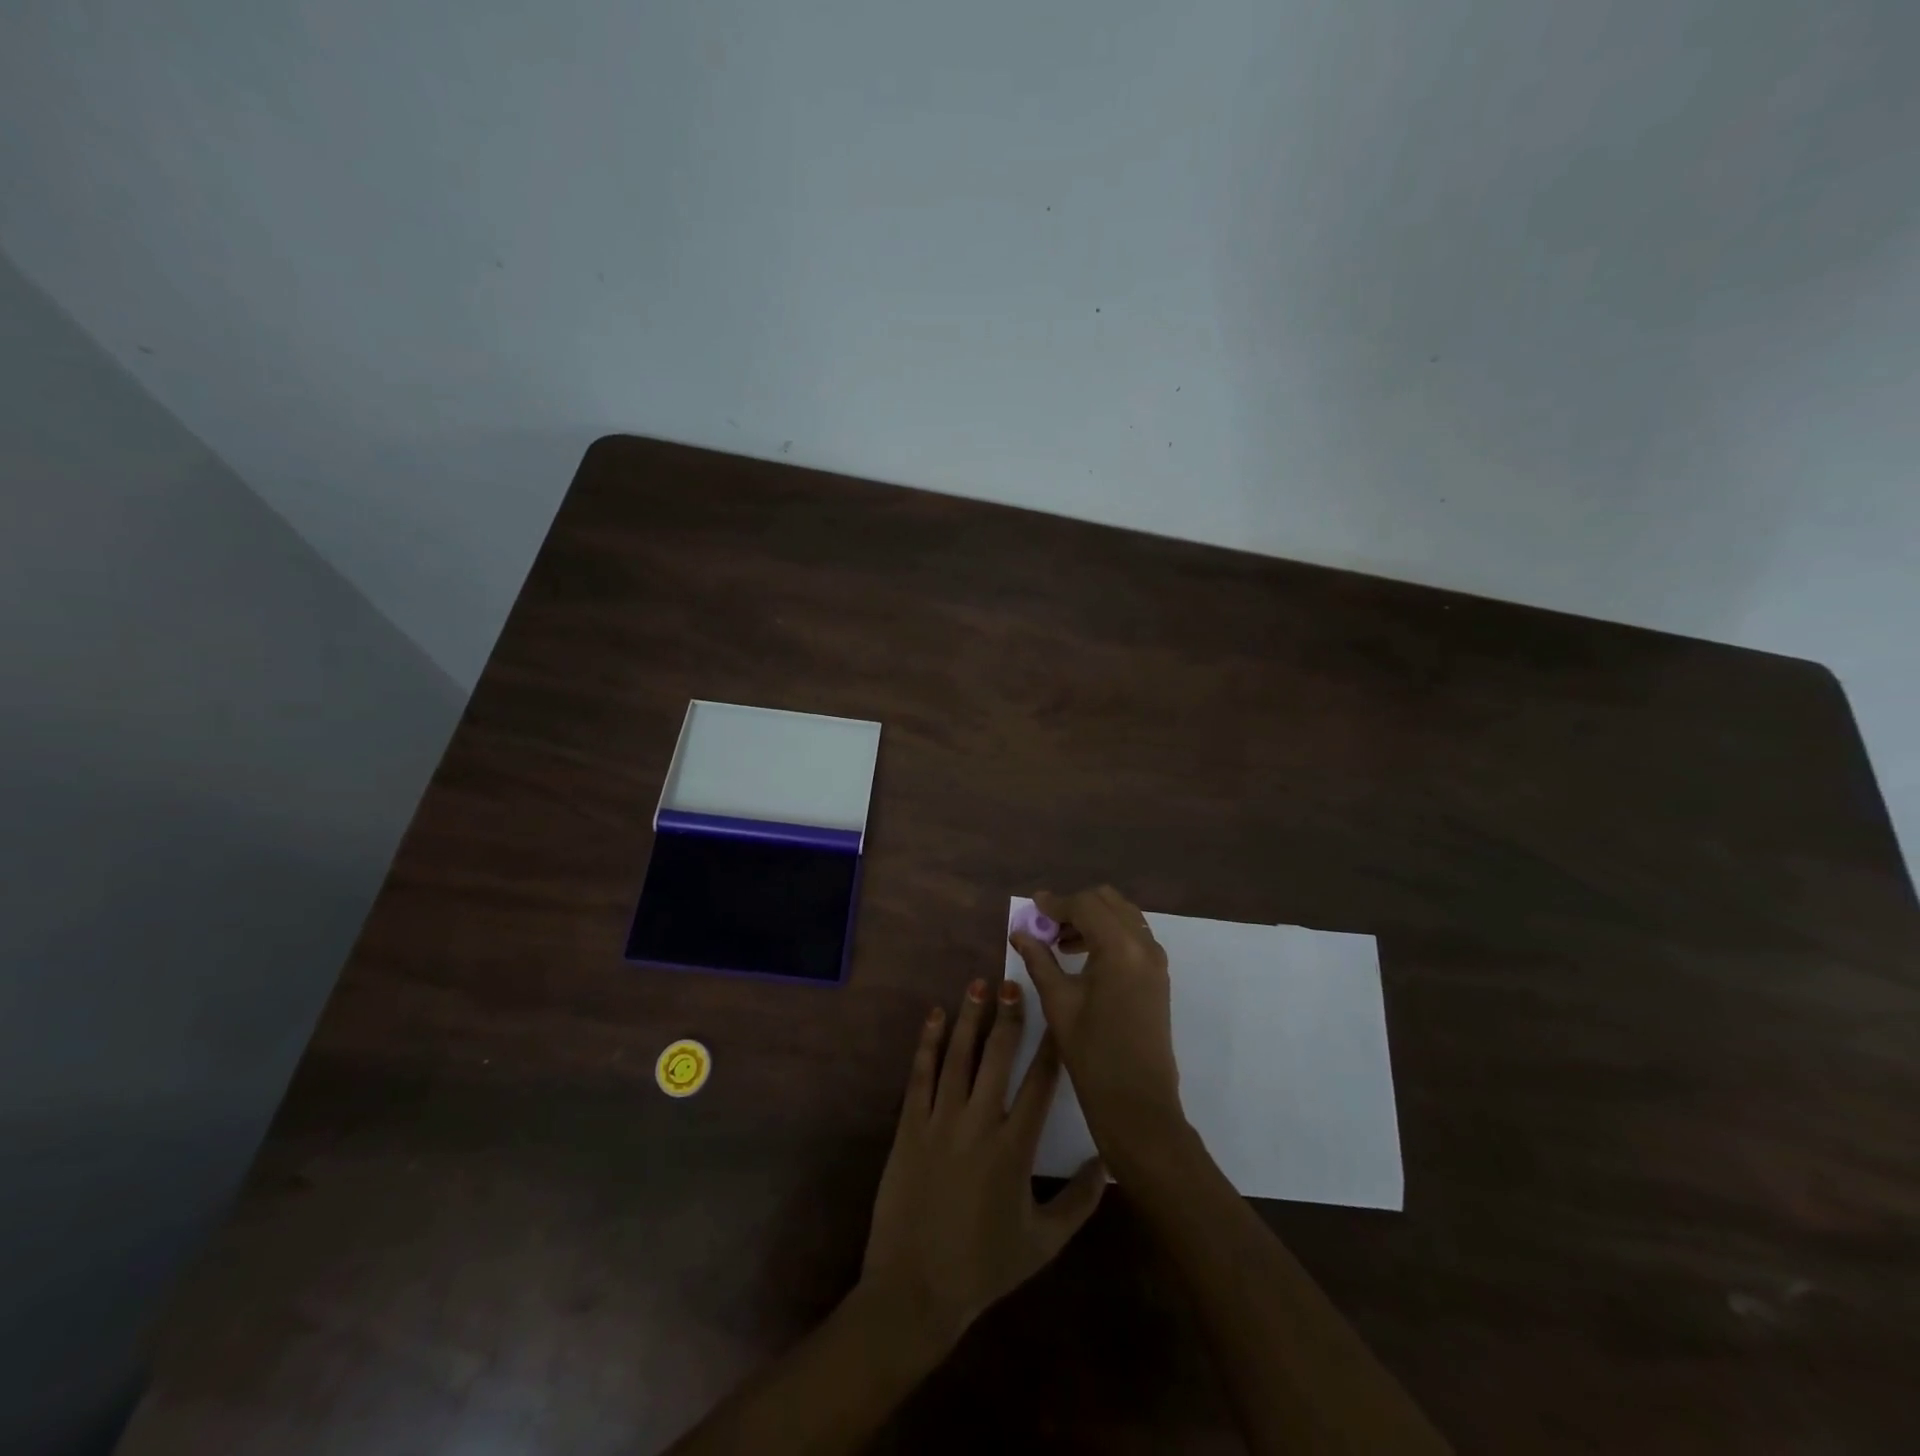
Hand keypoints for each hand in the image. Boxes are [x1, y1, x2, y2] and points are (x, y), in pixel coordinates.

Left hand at [858, 978, 1106, 1354]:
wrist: (915, 1291)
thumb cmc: (984, 1267)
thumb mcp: (1044, 1243)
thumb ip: (1081, 1202)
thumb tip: (1109, 1162)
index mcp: (1016, 1148)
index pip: (1040, 1083)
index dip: (1051, 1046)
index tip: (1058, 1016)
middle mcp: (980, 1123)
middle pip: (998, 1057)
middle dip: (1008, 1018)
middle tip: (1013, 985)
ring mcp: (940, 1121)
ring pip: (958, 1057)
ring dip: (970, 1018)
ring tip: (978, 984)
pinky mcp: (909, 1126)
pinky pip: (920, 1075)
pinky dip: (928, 1043)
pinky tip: (935, 1016)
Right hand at [1010, 886, 1187, 1173]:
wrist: (1137, 1103)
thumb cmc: (1093, 1053)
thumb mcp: (1058, 1002)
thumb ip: (1039, 960)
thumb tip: (1020, 932)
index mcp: (1119, 947)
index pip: (1085, 905)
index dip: (1055, 903)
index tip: (1032, 906)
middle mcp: (1144, 944)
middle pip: (1108, 902)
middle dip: (1076, 906)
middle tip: (1047, 925)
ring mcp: (1156, 960)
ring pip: (1123, 916)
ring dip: (1093, 919)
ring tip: (1061, 943)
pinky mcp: (1158, 976)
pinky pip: (1133, 936)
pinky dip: (1108, 934)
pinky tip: (1084, 958)